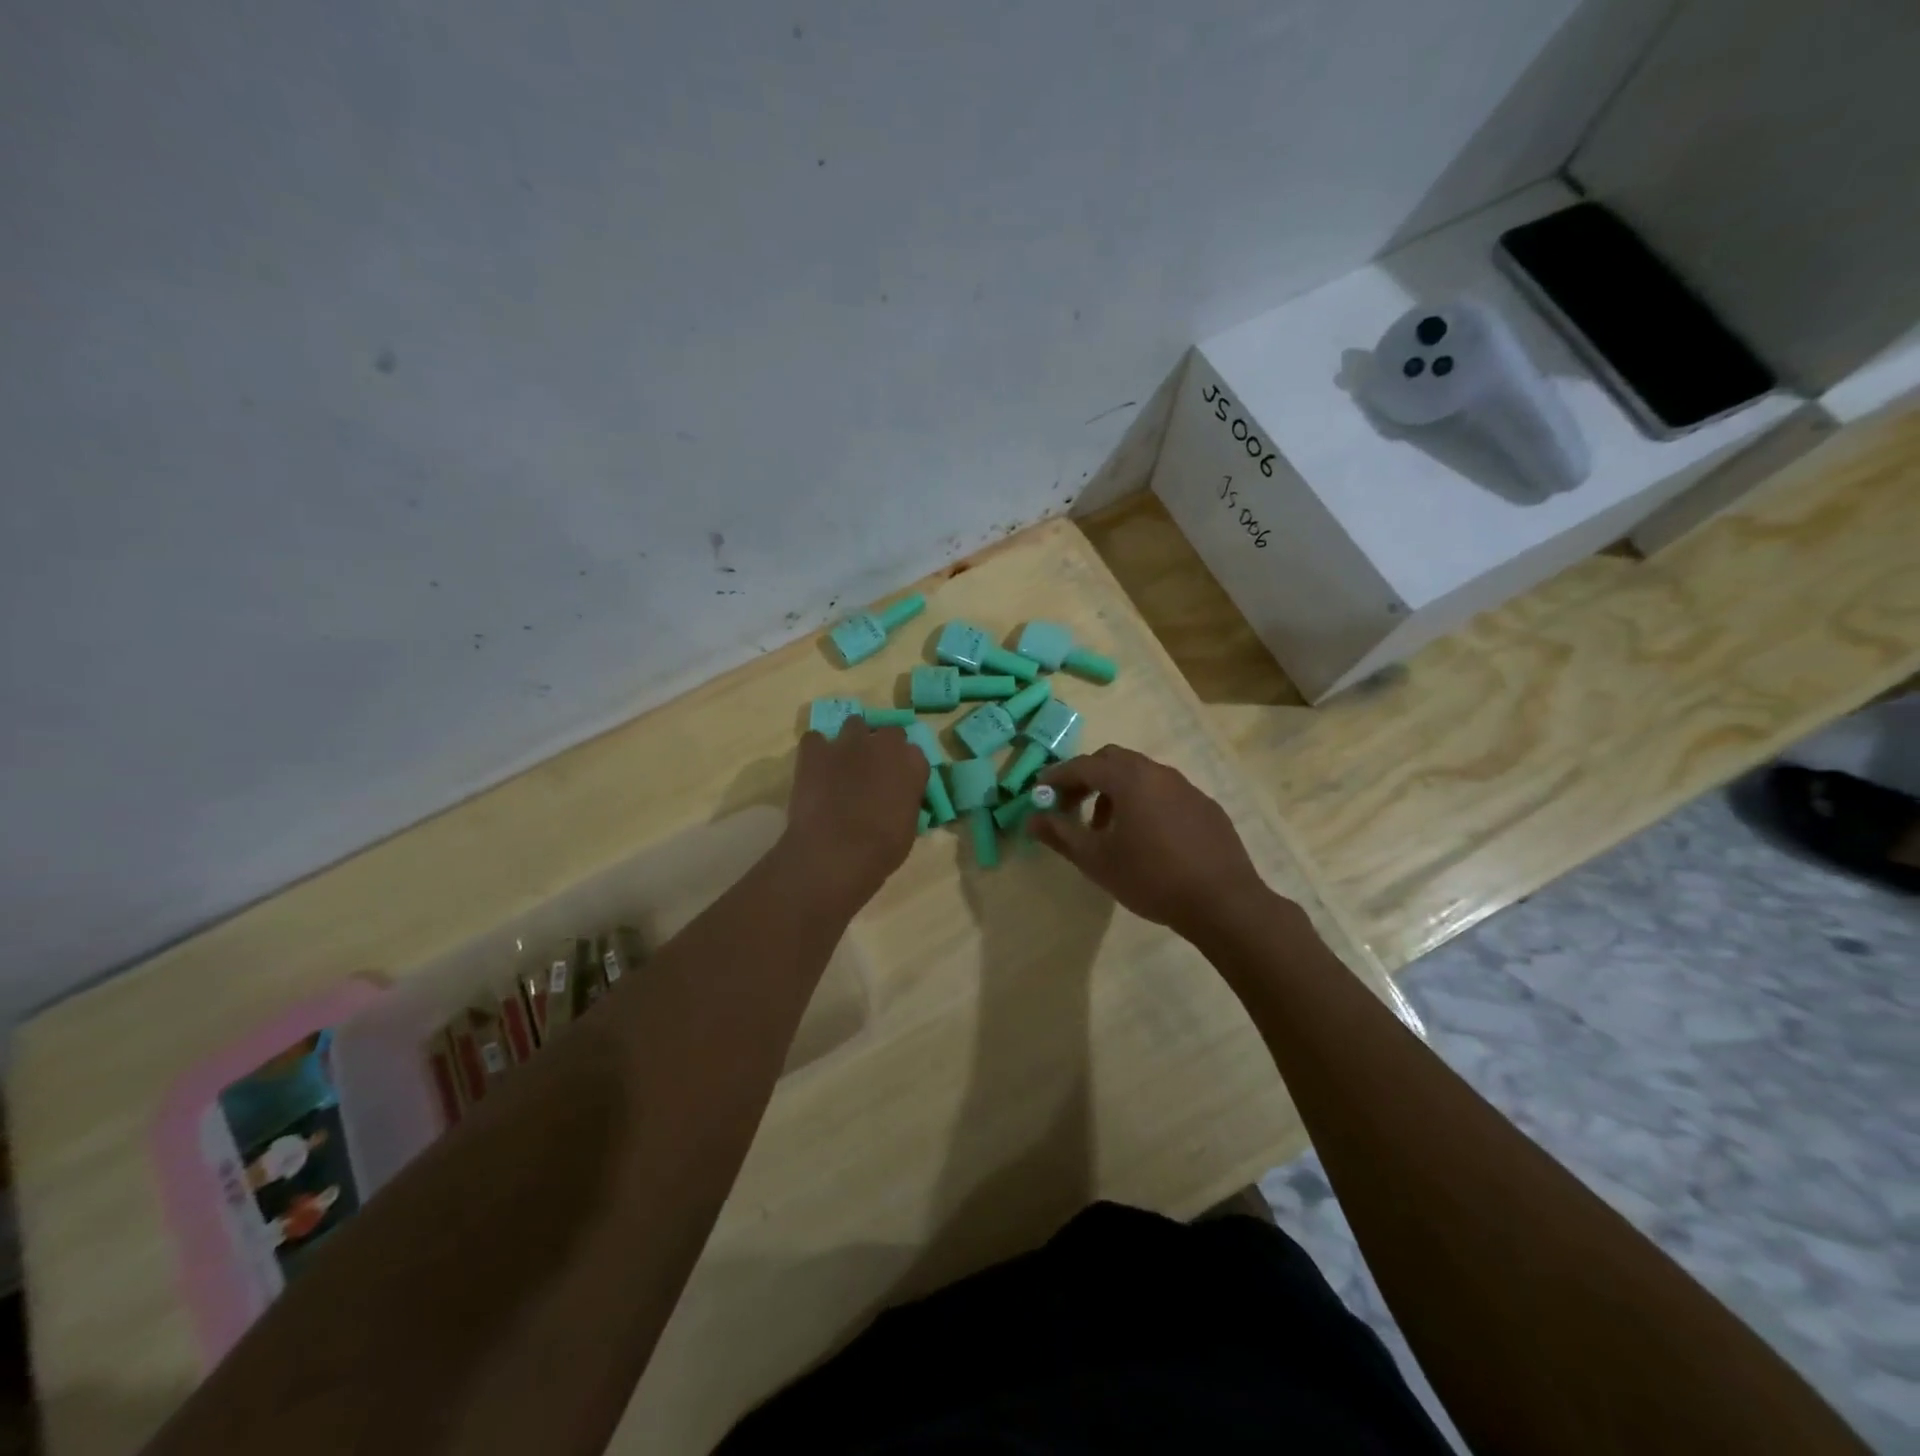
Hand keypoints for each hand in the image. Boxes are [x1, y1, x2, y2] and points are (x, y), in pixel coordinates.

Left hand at [782, 723, 927, 909]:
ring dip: (852, 741)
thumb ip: (905, 800)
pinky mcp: (816, 750)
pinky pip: (815, 740)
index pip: (914, 754)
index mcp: (913, 763)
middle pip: (888, 733)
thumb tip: (896, 798)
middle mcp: (885, 744)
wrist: (836, 852)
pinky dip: (816, 751)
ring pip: (854, 725)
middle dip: (882, 747)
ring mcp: (848, 742)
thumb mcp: (909, 826)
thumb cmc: (882, 849)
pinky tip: (814, 769)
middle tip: (872, 771)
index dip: (903, 768)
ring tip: (843, 764)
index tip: (897, 782)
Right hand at [1033, 746, 1269, 937]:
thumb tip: (1031, 819)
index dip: (1058, 776)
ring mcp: (1186, 787)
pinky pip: (1165, 792)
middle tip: (1070, 806)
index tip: (1041, 792)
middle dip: (1087, 778)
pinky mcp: (1205, 806)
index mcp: (1129, 779)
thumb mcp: (1096, 860)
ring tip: (1106, 827)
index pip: (1083, 765)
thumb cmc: (1150, 878)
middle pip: (1113, 760)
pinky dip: (1144, 801)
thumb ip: (1061, 834)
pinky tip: (1146, 837)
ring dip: (1116, 791)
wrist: (1222, 902)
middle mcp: (1158, 773)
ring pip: (1141, 775)